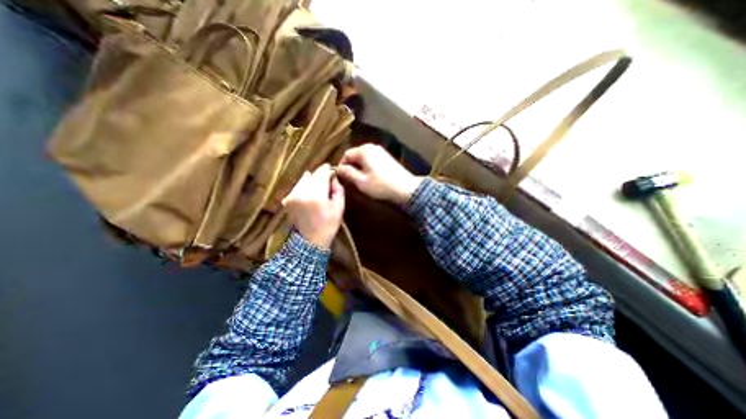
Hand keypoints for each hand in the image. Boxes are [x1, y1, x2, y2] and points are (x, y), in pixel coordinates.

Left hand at [283, 163, 346, 248]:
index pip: (322, 172)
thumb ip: (338, 189)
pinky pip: (298, 187)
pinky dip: (305, 187)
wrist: (309, 243)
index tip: (333, 172)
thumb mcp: (339, 208)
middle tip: (328, 184)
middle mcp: (301, 192)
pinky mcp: (286, 200)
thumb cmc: (328, 226)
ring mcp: (291, 196)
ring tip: (319, 191)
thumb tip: (334, 178)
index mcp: (316, 195)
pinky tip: (310, 196)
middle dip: (321, 176)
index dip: (328, 170)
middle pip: (312, 175)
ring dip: (312, 181)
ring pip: (304, 179)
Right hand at [337, 142, 421, 204]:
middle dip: (351, 166)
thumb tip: (338, 168)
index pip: (346, 154)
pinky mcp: (387, 158)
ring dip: (359, 168)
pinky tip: (370, 177)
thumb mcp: (360, 181)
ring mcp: (381, 152)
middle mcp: (372, 147)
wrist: (405, 188)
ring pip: (364, 158)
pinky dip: (368, 167)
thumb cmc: (380, 185)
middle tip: (350, 180)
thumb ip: (347, 173)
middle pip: (355, 155)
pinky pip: (372, 160)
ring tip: (360, 180)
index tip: (341, 177)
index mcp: (364, 150)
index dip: (341, 165)